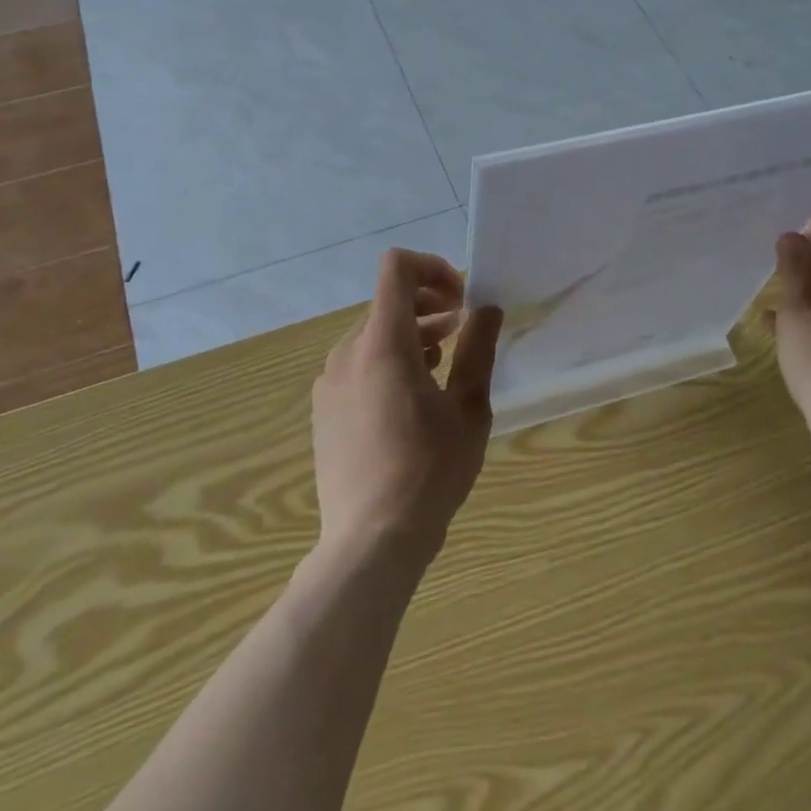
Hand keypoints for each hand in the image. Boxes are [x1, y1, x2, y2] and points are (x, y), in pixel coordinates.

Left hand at [312, 249, 503, 562]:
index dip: (432, 268)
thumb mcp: (468, 409)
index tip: (461, 300)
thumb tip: (487, 308)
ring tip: (443, 362)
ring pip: (372, 334)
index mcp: (383, 344)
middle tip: (463, 328)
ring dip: (410, 333)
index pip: (396, 269)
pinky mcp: (324, 408)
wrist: (371, 541)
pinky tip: (412, 396)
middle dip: (428, 304)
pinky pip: (357, 363)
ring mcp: (329, 381)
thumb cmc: (430, 471)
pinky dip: (387, 360)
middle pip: (387, 302)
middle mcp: (348, 352)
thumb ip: (477, 350)